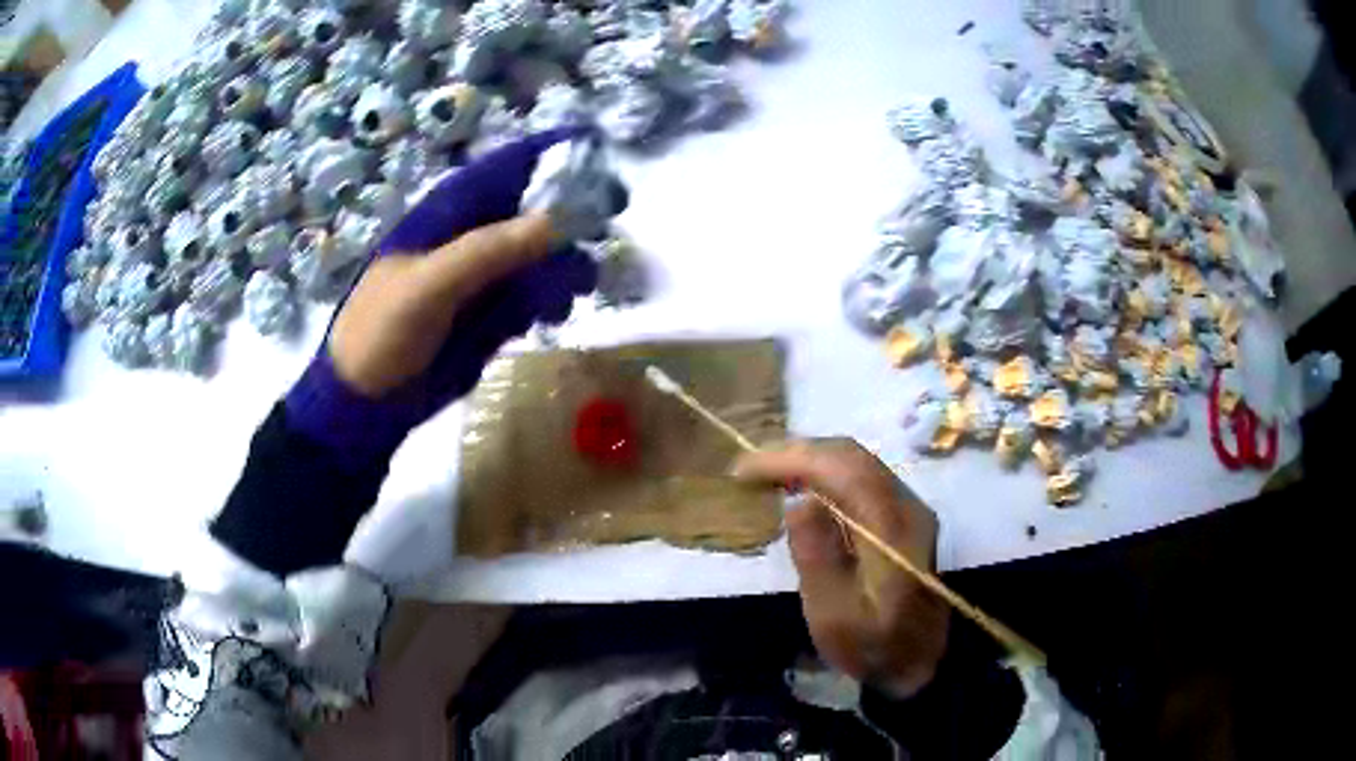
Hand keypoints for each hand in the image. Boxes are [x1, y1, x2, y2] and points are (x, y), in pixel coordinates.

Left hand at [285, 129, 615, 462]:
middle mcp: (471, 236)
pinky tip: (554, 315)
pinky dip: (552, 300)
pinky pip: (535, 294)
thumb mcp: (429, 285)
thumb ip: (488, 250)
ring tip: (579, 288)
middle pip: (534, 210)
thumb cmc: (383, 330)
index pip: (506, 168)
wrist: (368, 399)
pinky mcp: (493, 313)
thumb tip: (559, 222)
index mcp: (449, 213)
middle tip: (604, 230)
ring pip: (542, 255)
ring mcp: (484, 276)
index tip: (598, 152)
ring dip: (566, 266)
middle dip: (572, 217)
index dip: (551, 155)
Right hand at [733, 439, 949, 696]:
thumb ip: (817, 557)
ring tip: (767, 475)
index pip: (843, 470)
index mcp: (893, 529)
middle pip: (852, 457)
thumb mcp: (834, 616)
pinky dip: (826, 475)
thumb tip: (797, 501)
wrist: (920, 662)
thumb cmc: (872, 646)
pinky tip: (801, 489)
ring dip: (811, 461)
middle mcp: (907, 507)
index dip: (791, 459)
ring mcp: (910, 509)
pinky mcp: (904, 518)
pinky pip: (862, 479)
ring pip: (858, 463)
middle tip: (750, 469)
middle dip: (797, 454)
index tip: (744, 470)